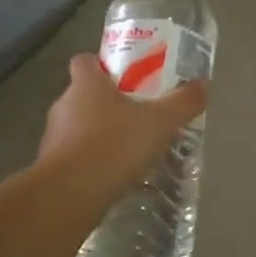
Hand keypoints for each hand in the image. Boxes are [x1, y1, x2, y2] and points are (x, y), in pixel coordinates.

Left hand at [37, 54, 207, 205]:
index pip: (85, 61)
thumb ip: (182, 102)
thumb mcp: (159, 122)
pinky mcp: (53, 168)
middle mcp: (64, 105)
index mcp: (85, 84)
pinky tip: (117, 177)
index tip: (126, 77)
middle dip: (110, 104)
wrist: (70, 195)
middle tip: (140, 116)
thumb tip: (203, 85)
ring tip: (132, 151)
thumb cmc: (114, 145)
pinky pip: (77, 157)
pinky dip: (94, 163)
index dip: (103, 65)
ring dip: (102, 136)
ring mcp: (54, 137)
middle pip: (85, 95)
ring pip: (80, 128)